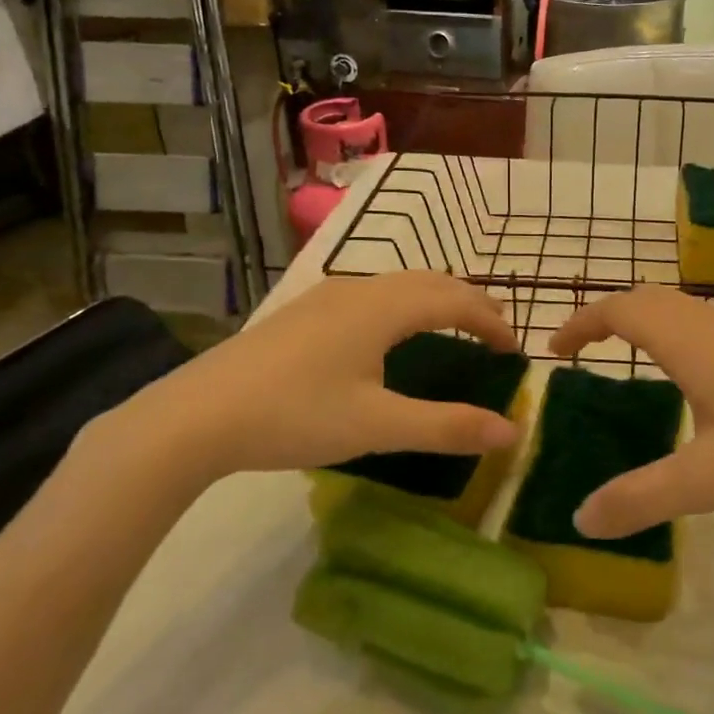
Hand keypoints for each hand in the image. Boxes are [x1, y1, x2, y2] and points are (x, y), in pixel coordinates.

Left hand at [84, 273, 520, 491]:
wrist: (198, 414)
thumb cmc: (295, 415)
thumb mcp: (378, 425)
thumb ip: (447, 426)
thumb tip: (511, 431)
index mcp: (385, 307)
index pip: (457, 301)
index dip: (492, 323)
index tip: (515, 352)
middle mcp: (361, 288)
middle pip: (433, 282)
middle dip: (470, 304)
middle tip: (494, 336)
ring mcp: (328, 294)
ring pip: (400, 284)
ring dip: (436, 300)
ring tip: (453, 329)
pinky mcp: (305, 310)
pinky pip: (375, 294)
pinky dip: (406, 305)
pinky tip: (391, 335)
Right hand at [548, 287, 713, 537]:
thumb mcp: (712, 479)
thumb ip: (643, 498)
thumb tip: (580, 519)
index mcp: (691, 343)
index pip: (620, 310)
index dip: (580, 323)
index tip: (553, 351)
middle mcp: (713, 325)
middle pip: (646, 299)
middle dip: (605, 316)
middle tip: (579, 353)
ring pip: (678, 308)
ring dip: (641, 321)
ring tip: (621, 359)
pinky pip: (702, 324)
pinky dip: (672, 333)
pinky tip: (687, 378)